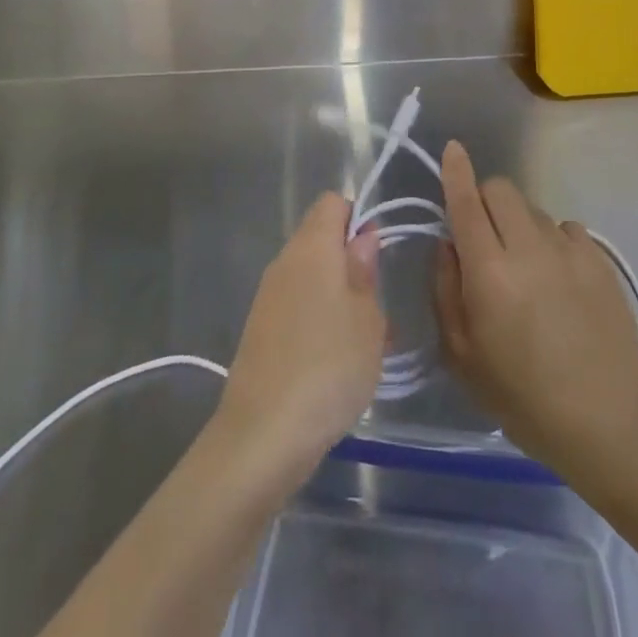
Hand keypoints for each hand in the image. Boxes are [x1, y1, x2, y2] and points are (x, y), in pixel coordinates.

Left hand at [215, 193, 384, 491]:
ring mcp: (268, 295)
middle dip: (350, 261)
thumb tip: (362, 236)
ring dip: (337, 294)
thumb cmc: (329, 366)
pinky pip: (296, 305)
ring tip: (363, 340)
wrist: (263, 434)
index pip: (332, 203)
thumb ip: (365, 271)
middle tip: (376, 304)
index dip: (357, 217)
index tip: (377, 254)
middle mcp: (285, 261)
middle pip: (319, 238)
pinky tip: (335, 361)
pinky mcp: (260, 329)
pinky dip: (317, 319)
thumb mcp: (367, 319)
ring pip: (310, 275)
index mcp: (312, 247)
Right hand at [433, 141, 637, 473]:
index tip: (452, 149)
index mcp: (489, 272)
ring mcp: (569, 251)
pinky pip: (565, 228)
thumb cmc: (523, 398)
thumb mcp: (462, 356)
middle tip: (485, 236)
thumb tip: (448, 244)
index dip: (456, 172)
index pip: (467, 203)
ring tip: (526, 269)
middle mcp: (528, 248)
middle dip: (485, 199)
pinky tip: (558, 278)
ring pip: (532, 209)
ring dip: (518, 224)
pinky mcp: (599, 260)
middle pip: (501, 189)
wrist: (608, 422)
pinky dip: (552, 241)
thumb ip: (446, 290)